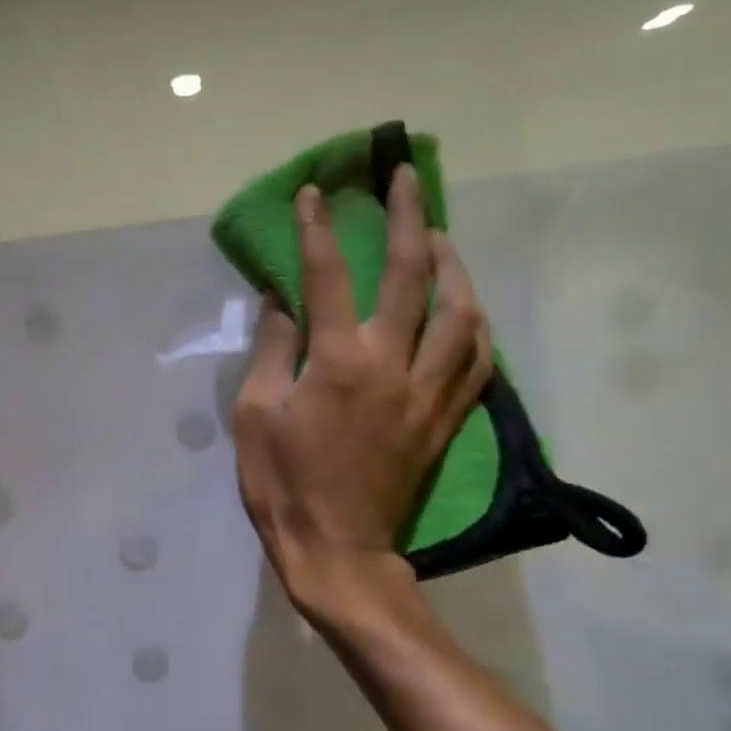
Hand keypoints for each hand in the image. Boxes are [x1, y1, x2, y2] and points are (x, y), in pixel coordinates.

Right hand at [233, 167, 493, 614]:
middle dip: (408, 216)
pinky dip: (473, 324)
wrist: (338, 551)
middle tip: (404, 178)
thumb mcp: (253, 416)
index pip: (328, 275)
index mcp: (338, 362)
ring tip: (439, 240)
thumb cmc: (283, 485)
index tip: (315, 194)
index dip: (319, 229)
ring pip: (462, 311)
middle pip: (411, 273)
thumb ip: (272, 351)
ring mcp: (427, 392)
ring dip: (454, 265)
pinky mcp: (444, 419)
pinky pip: (476, 359)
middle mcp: (392, 364)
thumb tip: (280, 302)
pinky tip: (464, 308)